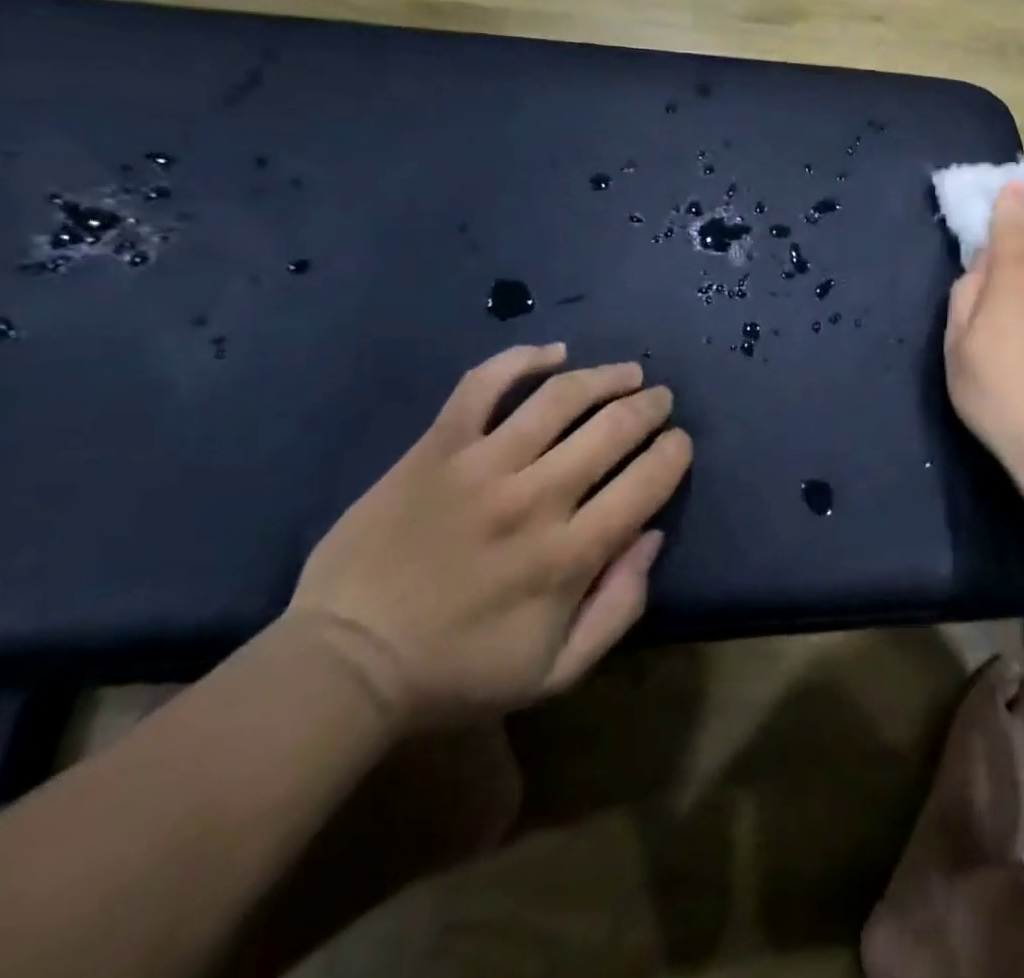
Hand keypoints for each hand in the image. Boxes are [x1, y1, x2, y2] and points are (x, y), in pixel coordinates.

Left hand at [288, 345, 690, 728]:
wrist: (345, 664)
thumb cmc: (458, 672)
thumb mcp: (556, 671)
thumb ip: (619, 607)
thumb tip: (653, 537)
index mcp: (571, 554)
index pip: (648, 481)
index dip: (675, 452)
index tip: (679, 443)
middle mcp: (536, 497)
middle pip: (613, 428)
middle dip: (650, 406)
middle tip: (659, 399)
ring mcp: (482, 466)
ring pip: (560, 397)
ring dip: (605, 376)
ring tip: (626, 372)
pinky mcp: (436, 448)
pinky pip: (482, 385)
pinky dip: (521, 359)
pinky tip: (553, 352)